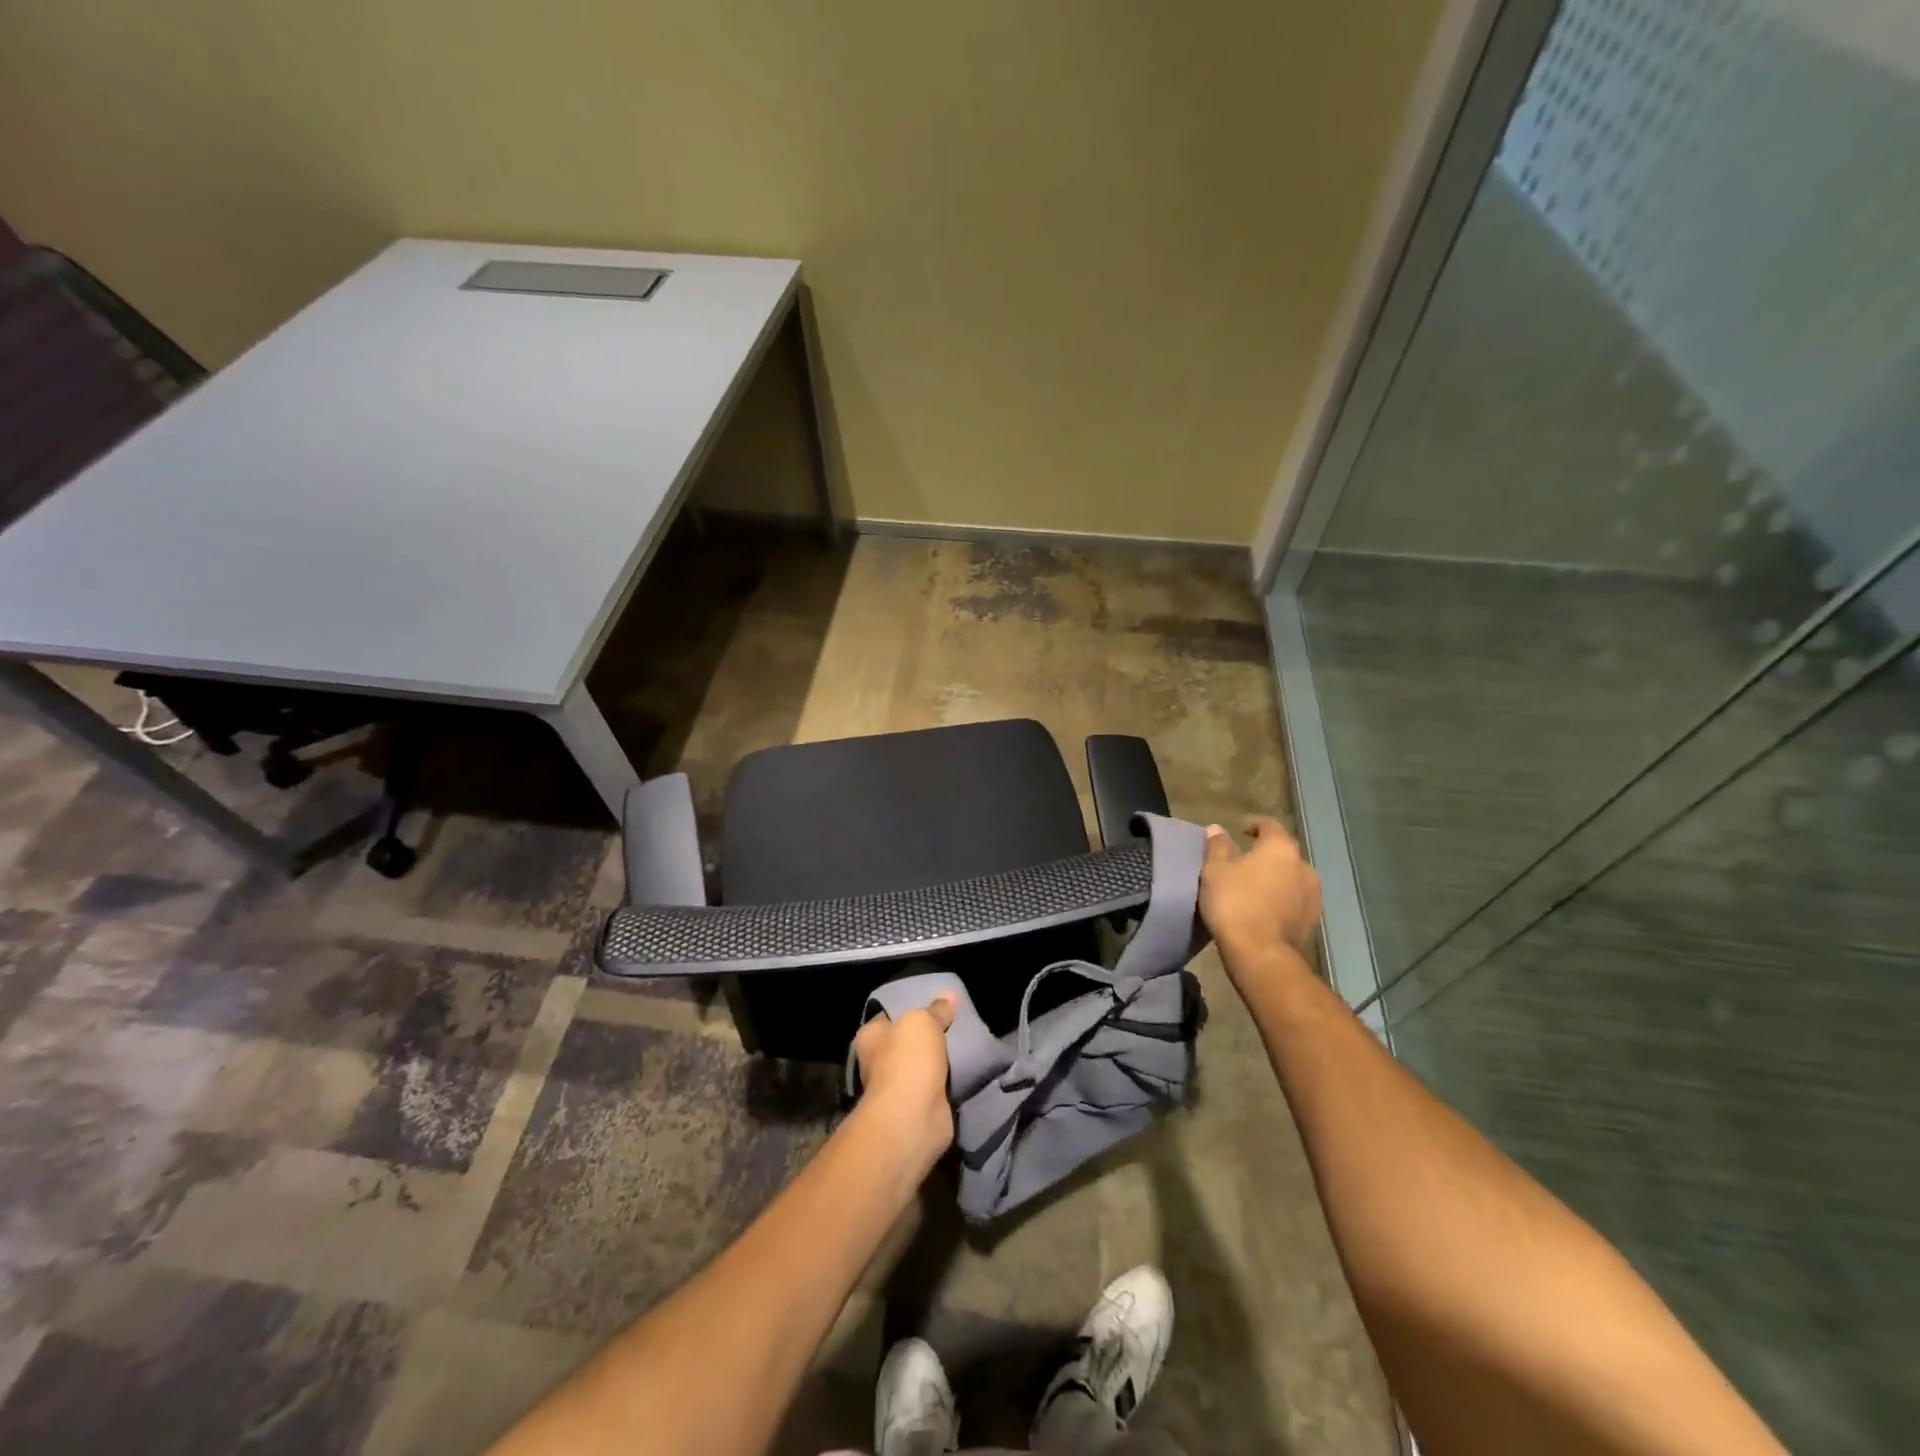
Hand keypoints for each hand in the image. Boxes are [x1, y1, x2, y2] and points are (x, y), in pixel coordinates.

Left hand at [852, 994, 956, 1166]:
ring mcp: (897, 1087)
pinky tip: (966, 1069)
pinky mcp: (917, 1107)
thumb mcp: (923, 1021)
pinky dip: (948, 1081)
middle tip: (955, 1023)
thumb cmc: (907, 1060)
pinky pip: (936, 1086)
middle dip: (927, 1037)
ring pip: (923, 1065)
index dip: (908, 1009)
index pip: (887, 1017)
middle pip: (907, 1042)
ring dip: (940, 1061)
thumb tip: (948, 996)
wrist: (913, 1117)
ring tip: (966, 1043)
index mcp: (870, 1037)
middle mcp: (878, 1062)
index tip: (933, 1005)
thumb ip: (936, 1009)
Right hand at [1200, 818, 1322, 970]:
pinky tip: (1266, 908)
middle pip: (1284, 852)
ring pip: (1292, 877)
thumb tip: (1217, 828)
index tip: (1240, 830)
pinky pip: (1295, 900)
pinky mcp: (1313, 920)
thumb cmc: (1235, 903)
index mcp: (1281, 848)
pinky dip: (1282, 899)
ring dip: (1277, 878)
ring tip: (1255, 887)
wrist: (1262, 955)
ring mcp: (1313, 895)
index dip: (1254, 825)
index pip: (1270, 825)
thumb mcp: (1215, 870)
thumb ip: (1218, 846)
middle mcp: (1304, 866)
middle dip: (1266, 854)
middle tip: (1244, 861)